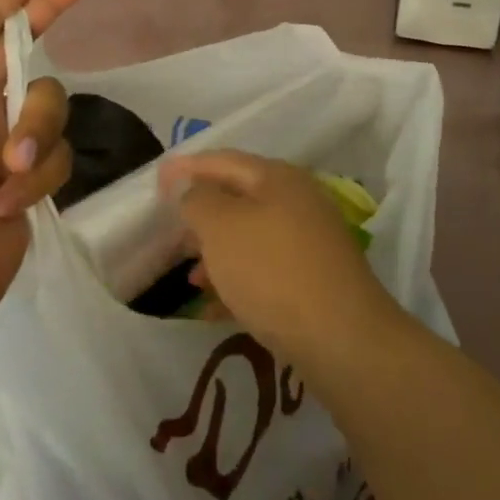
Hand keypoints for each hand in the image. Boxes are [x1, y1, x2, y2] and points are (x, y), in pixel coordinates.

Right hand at [158, 151, 399, 364]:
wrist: (343, 339)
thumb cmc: (272, 271)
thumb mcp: (221, 228)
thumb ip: (198, 199)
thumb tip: (191, 187)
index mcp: (277, 178)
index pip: (223, 160)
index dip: (187, 167)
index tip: (157, 180)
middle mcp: (298, 202)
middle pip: (239, 198)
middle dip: (201, 214)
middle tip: (169, 229)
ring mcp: (310, 243)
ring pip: (251, 238)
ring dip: (217, 252)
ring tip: (189, 275)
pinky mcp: (315, 281)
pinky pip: (266, 271)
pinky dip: (238, 281)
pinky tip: (214, 307)